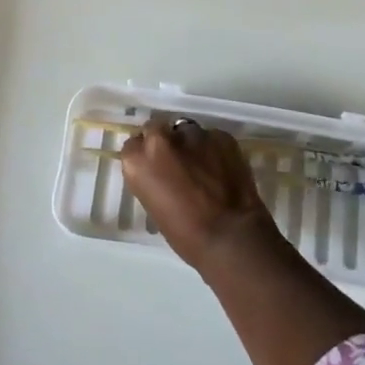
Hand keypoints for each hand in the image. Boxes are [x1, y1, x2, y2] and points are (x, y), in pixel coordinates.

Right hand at [120, 118, 280, 272]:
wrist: (231, 236)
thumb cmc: (186, 235)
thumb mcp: (154, 207)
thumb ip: (153, 179)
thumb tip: (163, 173)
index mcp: (138, 161)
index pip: (133, 145)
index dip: (146, 156)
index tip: (155, 168)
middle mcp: (160, 140)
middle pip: (156, 129)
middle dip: (165, 142)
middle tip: (177, 162)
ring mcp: (192, 134)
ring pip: (187, 131)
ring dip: (191, 145)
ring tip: (204, 166)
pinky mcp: (220, 135)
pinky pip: (213, 138)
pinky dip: (215, 150)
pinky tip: (223, 168)